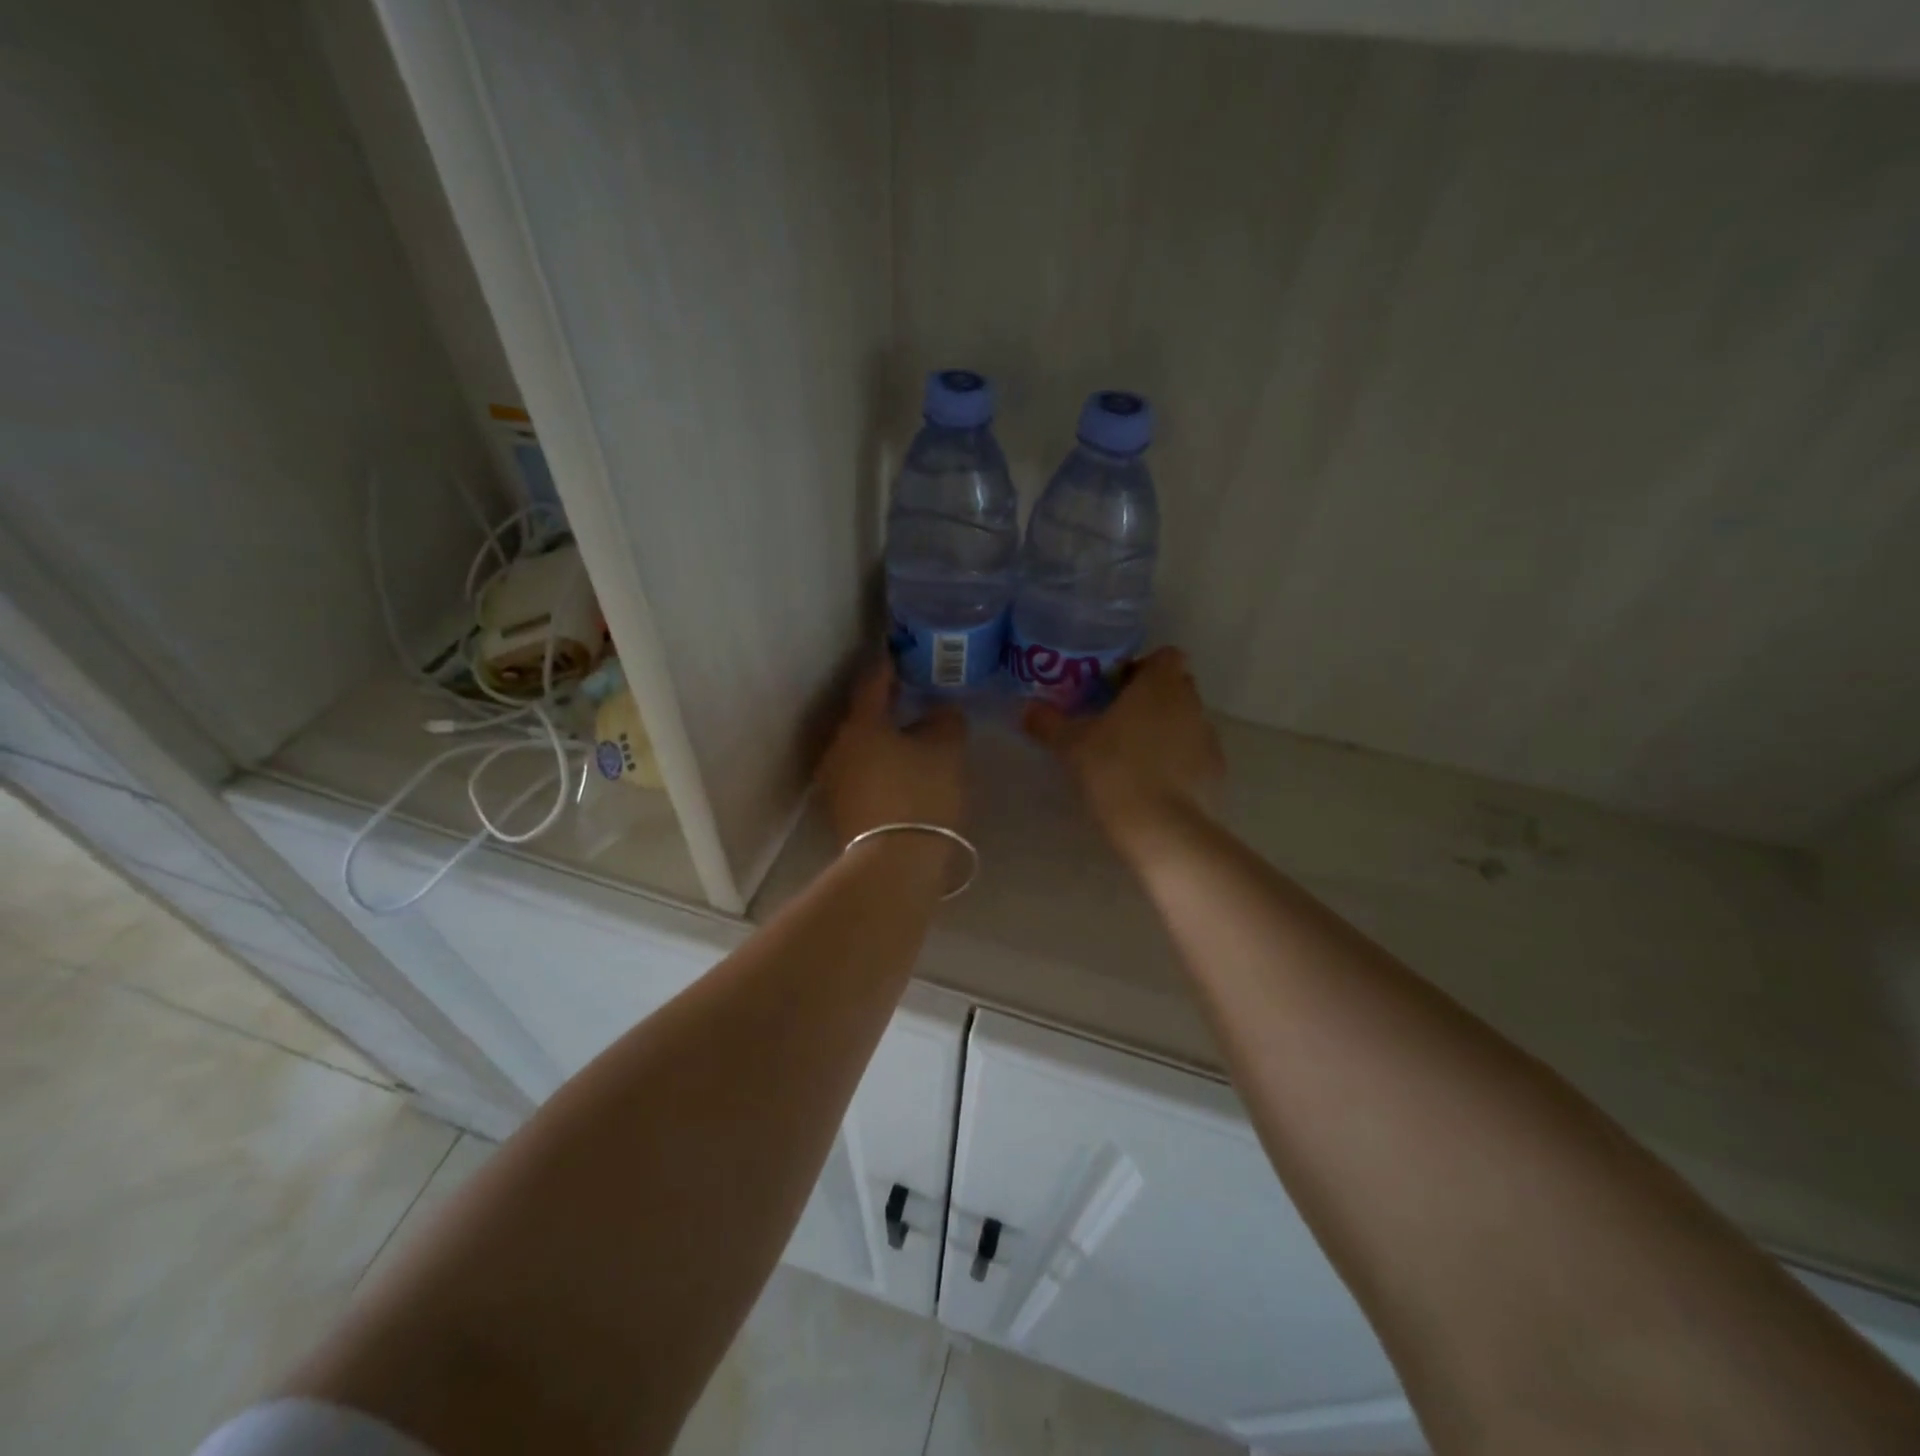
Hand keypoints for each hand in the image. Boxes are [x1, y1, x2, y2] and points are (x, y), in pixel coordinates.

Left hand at [817, 662, 966, 844]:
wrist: (895, 863)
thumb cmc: (921, 794)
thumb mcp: (946, 751)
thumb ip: (945, 722)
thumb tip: (940, 712)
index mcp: (861, 724)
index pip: (873, 682)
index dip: (888, 666)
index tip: (899, 654)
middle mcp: (839, 747)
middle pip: (863, 717)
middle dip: (886, 706)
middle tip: (912, 697)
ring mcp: (835, 781)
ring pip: (861, 748)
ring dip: (883, 739)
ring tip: (912, 737)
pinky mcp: (841, 810)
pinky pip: (862, 774)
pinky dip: (880, 766)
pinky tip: (902, 772)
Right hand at [1024, 646, 1223, 850]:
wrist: (1161, 828)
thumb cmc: (1114, 770)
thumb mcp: (1070, 746)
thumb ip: (1048, 722)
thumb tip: (1027, 708)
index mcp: (1159, 684)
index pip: (1164, 656)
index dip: (1141, 667)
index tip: (1116, 688)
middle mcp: (1190, 703)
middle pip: (1176, 687)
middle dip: (1150, 698)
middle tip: (1116, 721)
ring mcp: (1208, 738)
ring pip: (1185, 721)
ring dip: (1164, 730)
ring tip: (1132, 756)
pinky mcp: (1216, 772)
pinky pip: (1194, 754)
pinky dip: (1177, 761)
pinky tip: (1152, 784)